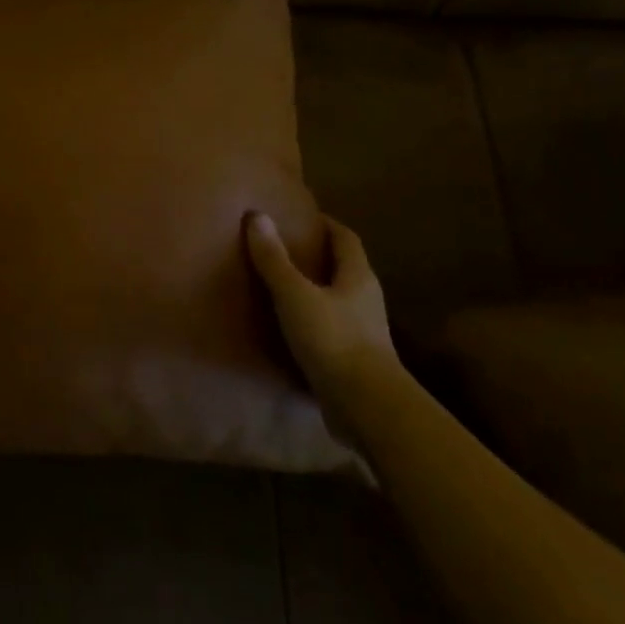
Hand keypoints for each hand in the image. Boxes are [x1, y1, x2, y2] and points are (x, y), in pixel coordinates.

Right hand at [245, 212, 398, 404]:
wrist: (367, 407)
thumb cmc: (334, 340)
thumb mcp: (295, 296)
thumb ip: (275, 260)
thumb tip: (257, 216)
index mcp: (359, 277)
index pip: (346, 239)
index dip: (327, 224)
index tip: (302, 217)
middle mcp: (367, 300)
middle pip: (345, 268)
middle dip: (320, 257)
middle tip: (286, 249)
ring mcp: (365, 333)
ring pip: (340, 301)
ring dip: (317, 291)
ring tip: (284, 287)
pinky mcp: (356, 361)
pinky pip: (334, 330)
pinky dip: (315, 322)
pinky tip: (293, 330)